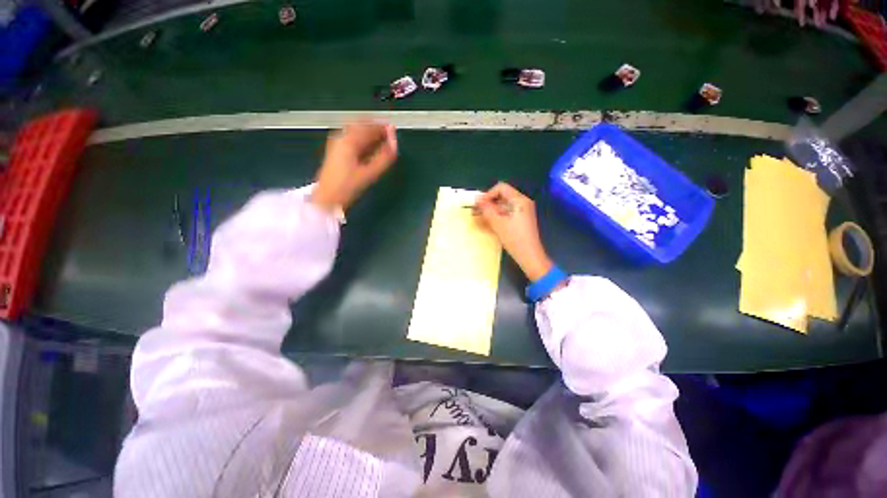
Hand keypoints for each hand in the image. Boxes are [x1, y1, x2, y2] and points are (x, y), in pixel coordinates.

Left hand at [311, 122, 397, 211]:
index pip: (369, 126)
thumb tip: (395, 143)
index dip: (383, 127)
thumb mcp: (369, 173)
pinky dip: (363, 139)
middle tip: (389, 136)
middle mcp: (341, 136)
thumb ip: (384, 157)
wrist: (327, 198)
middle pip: (361, 124)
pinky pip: (352, 137)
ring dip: (369, 133)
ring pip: (356, 130)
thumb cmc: (348, 186)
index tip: (394, 130)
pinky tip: (369, 148)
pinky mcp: (336, 149)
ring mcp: (336, 142)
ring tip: (381, 142)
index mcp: (349, 140)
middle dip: (376, 128)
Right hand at [474, 182, 552, 280]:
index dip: (488, 194)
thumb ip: (486, 209)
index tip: (479, 205)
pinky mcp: (522, 219)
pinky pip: (508, 212)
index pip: (501, 188)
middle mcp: (523, 202)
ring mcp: (523, 210)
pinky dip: (498, 215)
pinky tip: (490, 223)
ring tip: (481, 218)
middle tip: (477, 212)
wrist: (530, 255)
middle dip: (489, 202)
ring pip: (504, 205)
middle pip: (503, 196)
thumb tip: (477, 199)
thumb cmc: (514, 238)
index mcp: (519, 199)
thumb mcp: (497, 223)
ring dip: (492, 210)